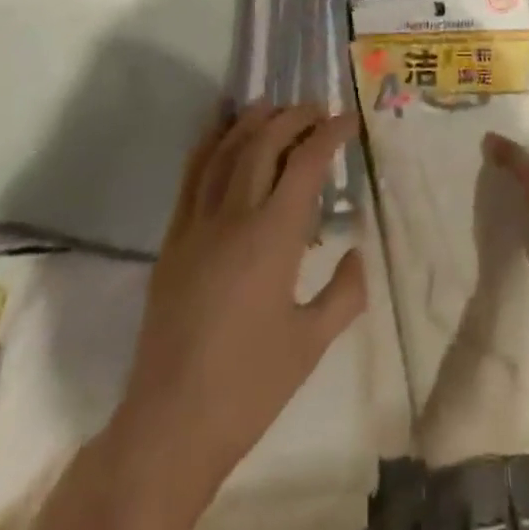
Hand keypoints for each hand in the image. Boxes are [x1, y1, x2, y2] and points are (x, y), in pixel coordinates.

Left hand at [114, 104, 366, 500]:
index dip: (330, 135)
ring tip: (272, 105)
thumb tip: (357, 251)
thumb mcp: (312, 343)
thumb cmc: (250, 386)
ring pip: (224, 152)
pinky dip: (208, 145)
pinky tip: (219, 133)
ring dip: (250, 122)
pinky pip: (191, 177)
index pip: (306, 164)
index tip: (349, 120)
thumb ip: (345, 292)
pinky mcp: (172, 240)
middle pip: (263, 144)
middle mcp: (233, 217)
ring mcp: (196, 225)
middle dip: (292, 118)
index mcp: (273, 237)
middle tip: (316, 110)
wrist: (172, 424)